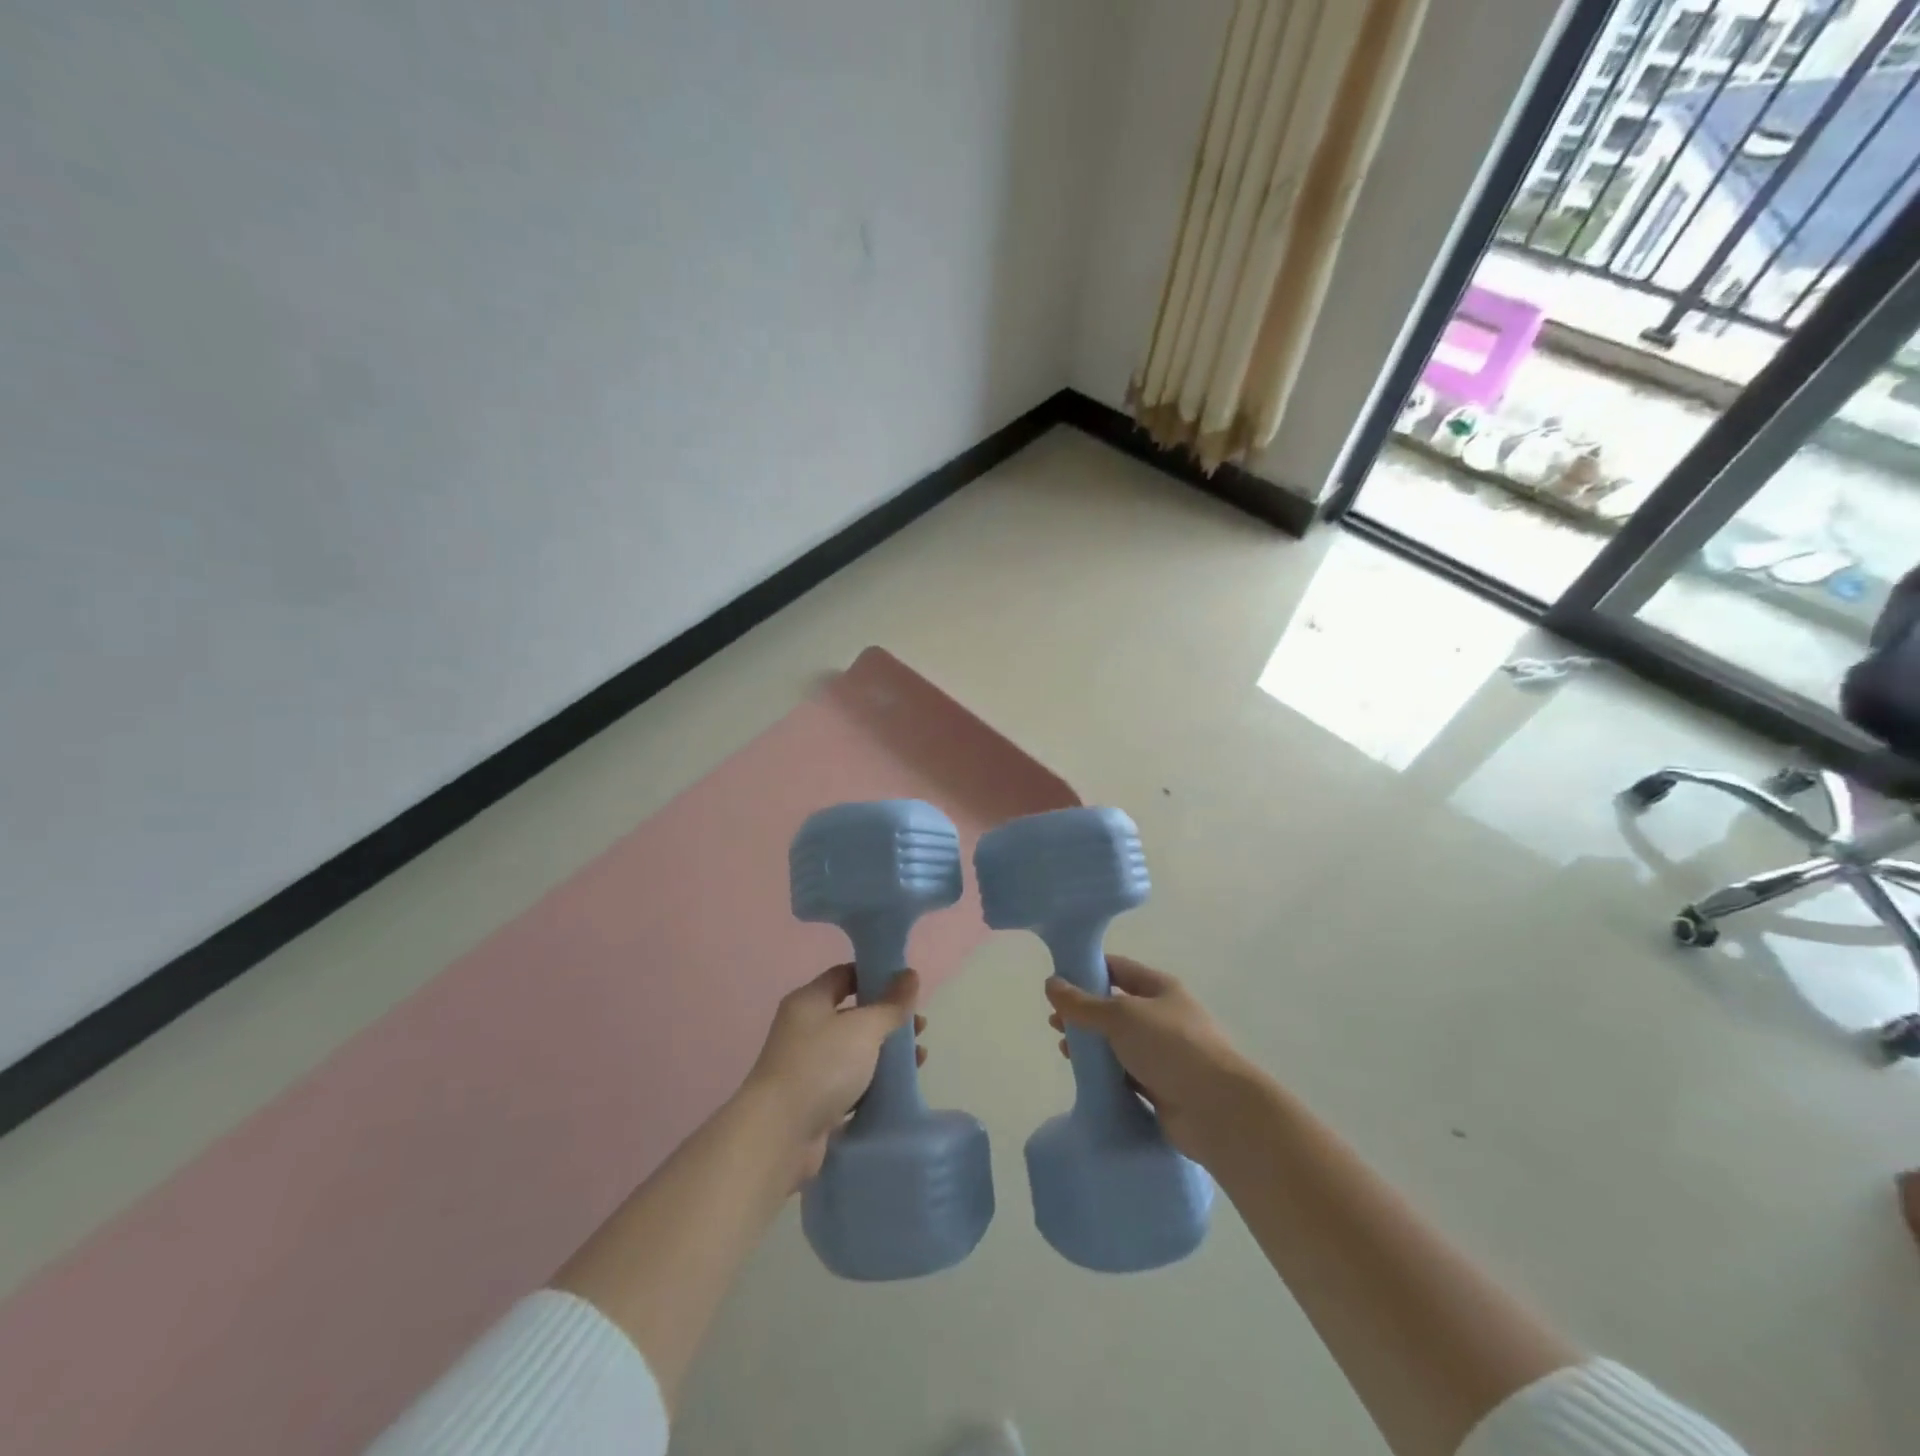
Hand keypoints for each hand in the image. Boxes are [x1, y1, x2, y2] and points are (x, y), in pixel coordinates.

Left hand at [743, 964, 923, 1182]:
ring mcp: (808, 1067)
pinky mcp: (814, 1102)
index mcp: (809, 1001)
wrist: (779, 1135)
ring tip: (920, 1058)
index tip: (906, 986)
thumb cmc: (821, 1066)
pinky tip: (899, 1088)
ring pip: (855, 1052)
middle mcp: (805, 1029)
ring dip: (886, 1053)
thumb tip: (911, 974)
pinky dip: (874, 1083)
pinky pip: (851, 1084)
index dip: (875, 975)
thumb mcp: (863, 1028)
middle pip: (853, 1015)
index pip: (845, 975)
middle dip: (888, 1019)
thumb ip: (891, 1004)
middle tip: (920, 1027)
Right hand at [1045, 956, 1262, 1167]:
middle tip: (1054, 1022)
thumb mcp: (1121, 1016)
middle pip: (1116, 1007)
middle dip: (1085, 1013)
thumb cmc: (1171, 1047)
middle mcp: (1163, 1017)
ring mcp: (1164, 1054)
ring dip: (1092, 1045)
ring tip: (1064, 1050)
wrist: (1217, 1110)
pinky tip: (1084, 1078)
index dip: (1088, 970)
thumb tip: (1050, 983)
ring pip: (1119, 1043)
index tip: (1058, 979)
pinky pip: (1125, 1074)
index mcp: (1160, 989)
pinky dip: (1105, 1074)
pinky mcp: (1161, 1087)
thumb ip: (1083, 1003)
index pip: (1118, 969)